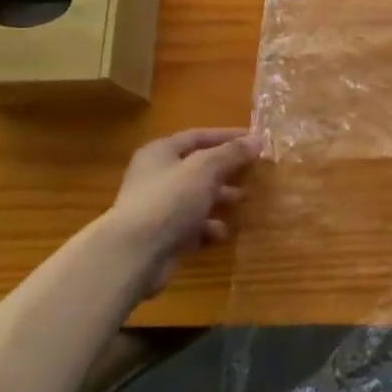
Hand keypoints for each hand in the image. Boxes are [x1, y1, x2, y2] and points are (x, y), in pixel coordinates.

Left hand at [101, 128, 259, 294]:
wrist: (134, 255)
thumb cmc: (169, 200)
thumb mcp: (206, 169)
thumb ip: (232, 153)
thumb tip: (258, 139)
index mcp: (161, 153)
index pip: (198, 136)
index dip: (227, 136)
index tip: (255, 140)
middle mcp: (157, 176)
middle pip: (198, 167)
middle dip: (227, 170)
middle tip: (253, 172)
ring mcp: (158, 207)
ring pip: (196, 197)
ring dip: (221, 199)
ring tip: (244, 201)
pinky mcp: (162, 236)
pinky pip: (191, 226)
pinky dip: (208, 228)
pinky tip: (221, 233)